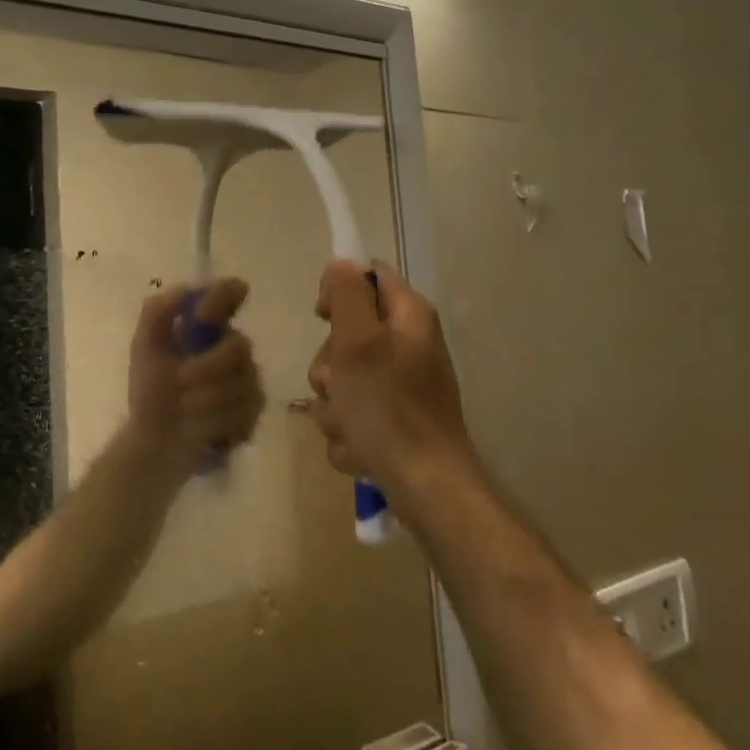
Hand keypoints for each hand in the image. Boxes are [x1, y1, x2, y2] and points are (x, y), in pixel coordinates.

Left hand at [126, 279, 265, 483]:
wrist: (155, 443)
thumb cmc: (150, 392)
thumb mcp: (144, 349)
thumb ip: (157, 314)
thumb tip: (184, 289)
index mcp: (208, 327)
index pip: (230, 293)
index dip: (224, 297)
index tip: (202, 315)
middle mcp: (232, 348)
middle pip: (239, 346)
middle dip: (206, 368)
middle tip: (180, 382)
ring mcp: (247, 380)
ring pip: (242, 383)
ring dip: (206, 400)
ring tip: (185, 411)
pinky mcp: (253, 413)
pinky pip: (245, 412)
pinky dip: (216, 422)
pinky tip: (201, 429)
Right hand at [307, 261, 475, 496]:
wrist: (424, 485)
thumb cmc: (388, 408)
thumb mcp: (358, 342)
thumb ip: (347, 295)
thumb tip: (340, 264)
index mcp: (409, 317)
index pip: (368, 277)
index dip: (339, 292)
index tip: (324, 318)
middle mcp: (407, 345)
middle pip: (347, 333)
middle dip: (330, 365)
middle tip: (339, 385)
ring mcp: (400, 386)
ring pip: (343, 379)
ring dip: (334, 405)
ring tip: (349, 426)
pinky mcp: (392, 420)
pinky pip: (352, 414)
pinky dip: (348, 433)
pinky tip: (358, 447)